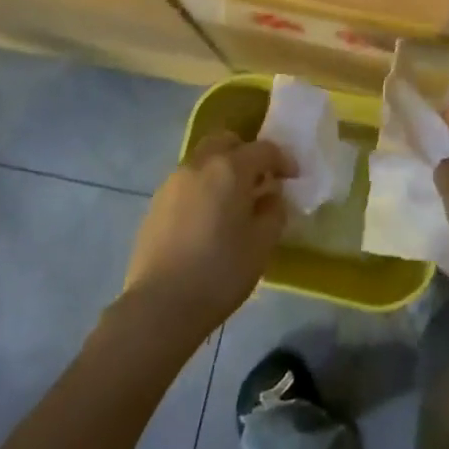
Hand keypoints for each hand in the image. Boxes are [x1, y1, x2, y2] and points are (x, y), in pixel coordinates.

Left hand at [125, 132, 293, 332]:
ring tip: (232, 203)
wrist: (160, 305)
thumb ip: (273, 212)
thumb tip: (270, 197)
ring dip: (222, 171)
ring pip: (203, 161)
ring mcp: (172, 182)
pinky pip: (186, 183)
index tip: (293, 178)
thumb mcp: (263, 244)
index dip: (283, 161)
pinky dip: (202, 189)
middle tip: (259, 181)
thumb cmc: (221, 271)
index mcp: (230, 168)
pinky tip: (207, 221)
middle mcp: (199, 165)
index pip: (264, 149)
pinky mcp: (155, 203)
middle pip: (226, 142)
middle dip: (246, 154)